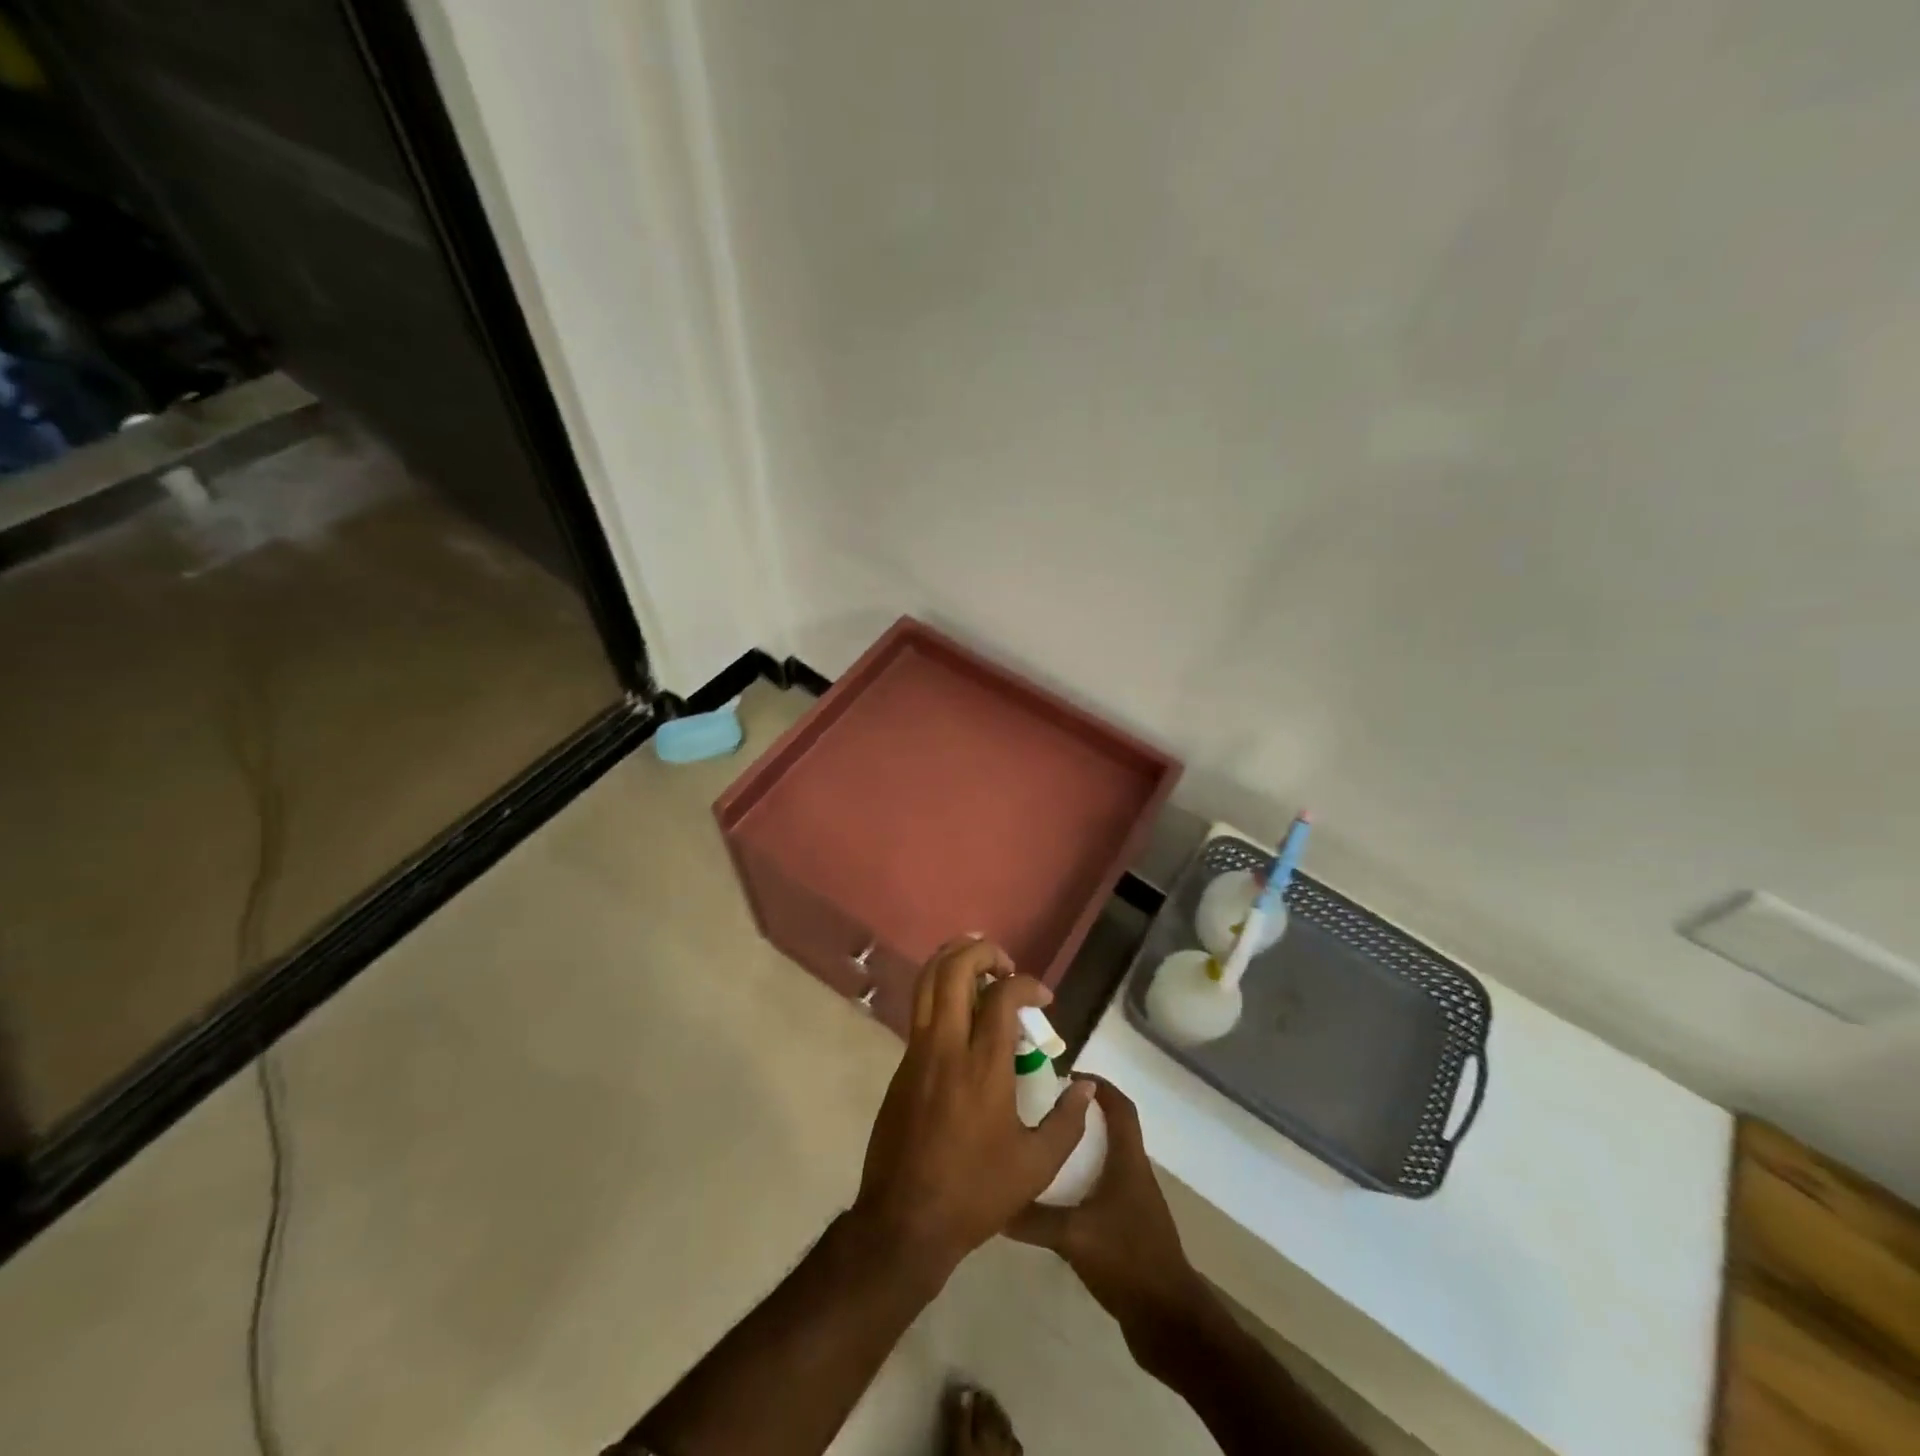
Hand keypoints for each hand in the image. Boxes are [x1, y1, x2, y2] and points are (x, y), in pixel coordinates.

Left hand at [852, 937, 1093, 1284]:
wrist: (904, 1220)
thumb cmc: (975, 1193)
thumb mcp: (1036, 1166)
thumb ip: (1068, 1122)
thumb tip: (1085, 1086)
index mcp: (983, 1066)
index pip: (1002, 995)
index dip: (1026, 983)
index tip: (1044, 998)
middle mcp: (946, 1046)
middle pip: (954, 969)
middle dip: (982, 952)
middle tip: (1005, 965)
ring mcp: (917, 1052)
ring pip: (928, 981)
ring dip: (954, 960)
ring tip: (980, 965)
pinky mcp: (902, 1064)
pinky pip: (920, 1008)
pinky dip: (940, 990)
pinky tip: (962, 1011)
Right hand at [1007, 1078, 1206, 1351]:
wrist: (1169, 1322)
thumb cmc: (1127, 1260)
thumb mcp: (1073, 1236)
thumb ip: (1033, 1218)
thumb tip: (994, 1202)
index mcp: (1128, 1162)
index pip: (1119, 1107)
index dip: (1098, 1086)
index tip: (1066, 1076)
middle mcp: (1134, 1174)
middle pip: (1111, 1130)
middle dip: (1081, 1116)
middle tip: (1044, 1110)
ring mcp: (1134, 1203)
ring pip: (1106, 1162)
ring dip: (1080, 1151)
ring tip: (1043, 1149)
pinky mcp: (1129, 1230)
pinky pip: (1102, 1192)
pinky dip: (1081, 1184)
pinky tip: (1055, 1200)